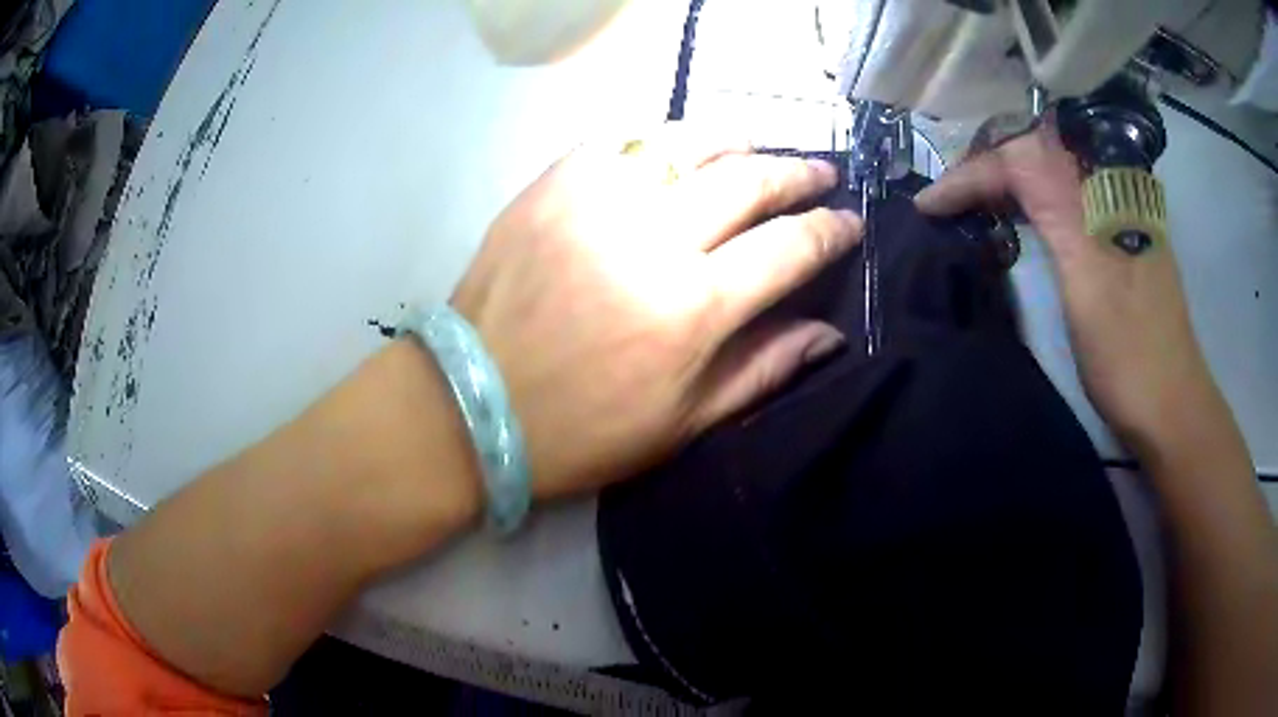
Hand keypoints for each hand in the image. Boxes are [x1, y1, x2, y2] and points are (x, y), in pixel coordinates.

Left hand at [453, 125, 862, 499]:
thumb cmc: (581, 431)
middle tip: (818, 171)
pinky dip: (660, 138)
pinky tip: (677, 148)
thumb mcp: (682, 423)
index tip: (849, 221)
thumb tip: (829, 333)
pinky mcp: (551, 186)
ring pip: (688, 144)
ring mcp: (596, 202)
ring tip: (759, 145)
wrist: (472, 405)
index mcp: (693, 308)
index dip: (830, 231)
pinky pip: (620, 141)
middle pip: (748, 181)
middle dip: (796, 174)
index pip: (789, 248)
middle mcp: (652, 240)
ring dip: (737, 140)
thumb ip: (762, 369)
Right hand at [915, 124, 1211, 452]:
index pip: (1026, 156)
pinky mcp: (1116, 242)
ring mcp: (1114, 216)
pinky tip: (1014, 220)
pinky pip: (1063, 200)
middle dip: (985, 166)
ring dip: (1005, 181)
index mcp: (1105, 192)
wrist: (1169, 408)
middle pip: (1037, 151)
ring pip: (1050, 173)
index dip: (973, 173)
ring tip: (969, 203)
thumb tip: (1009, 159)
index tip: (929, 204)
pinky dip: (1029, 203)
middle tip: (947, 196)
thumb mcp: (1090, 279)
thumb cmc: (1127, 354)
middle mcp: (1110, 189)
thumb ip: (1055, 208)